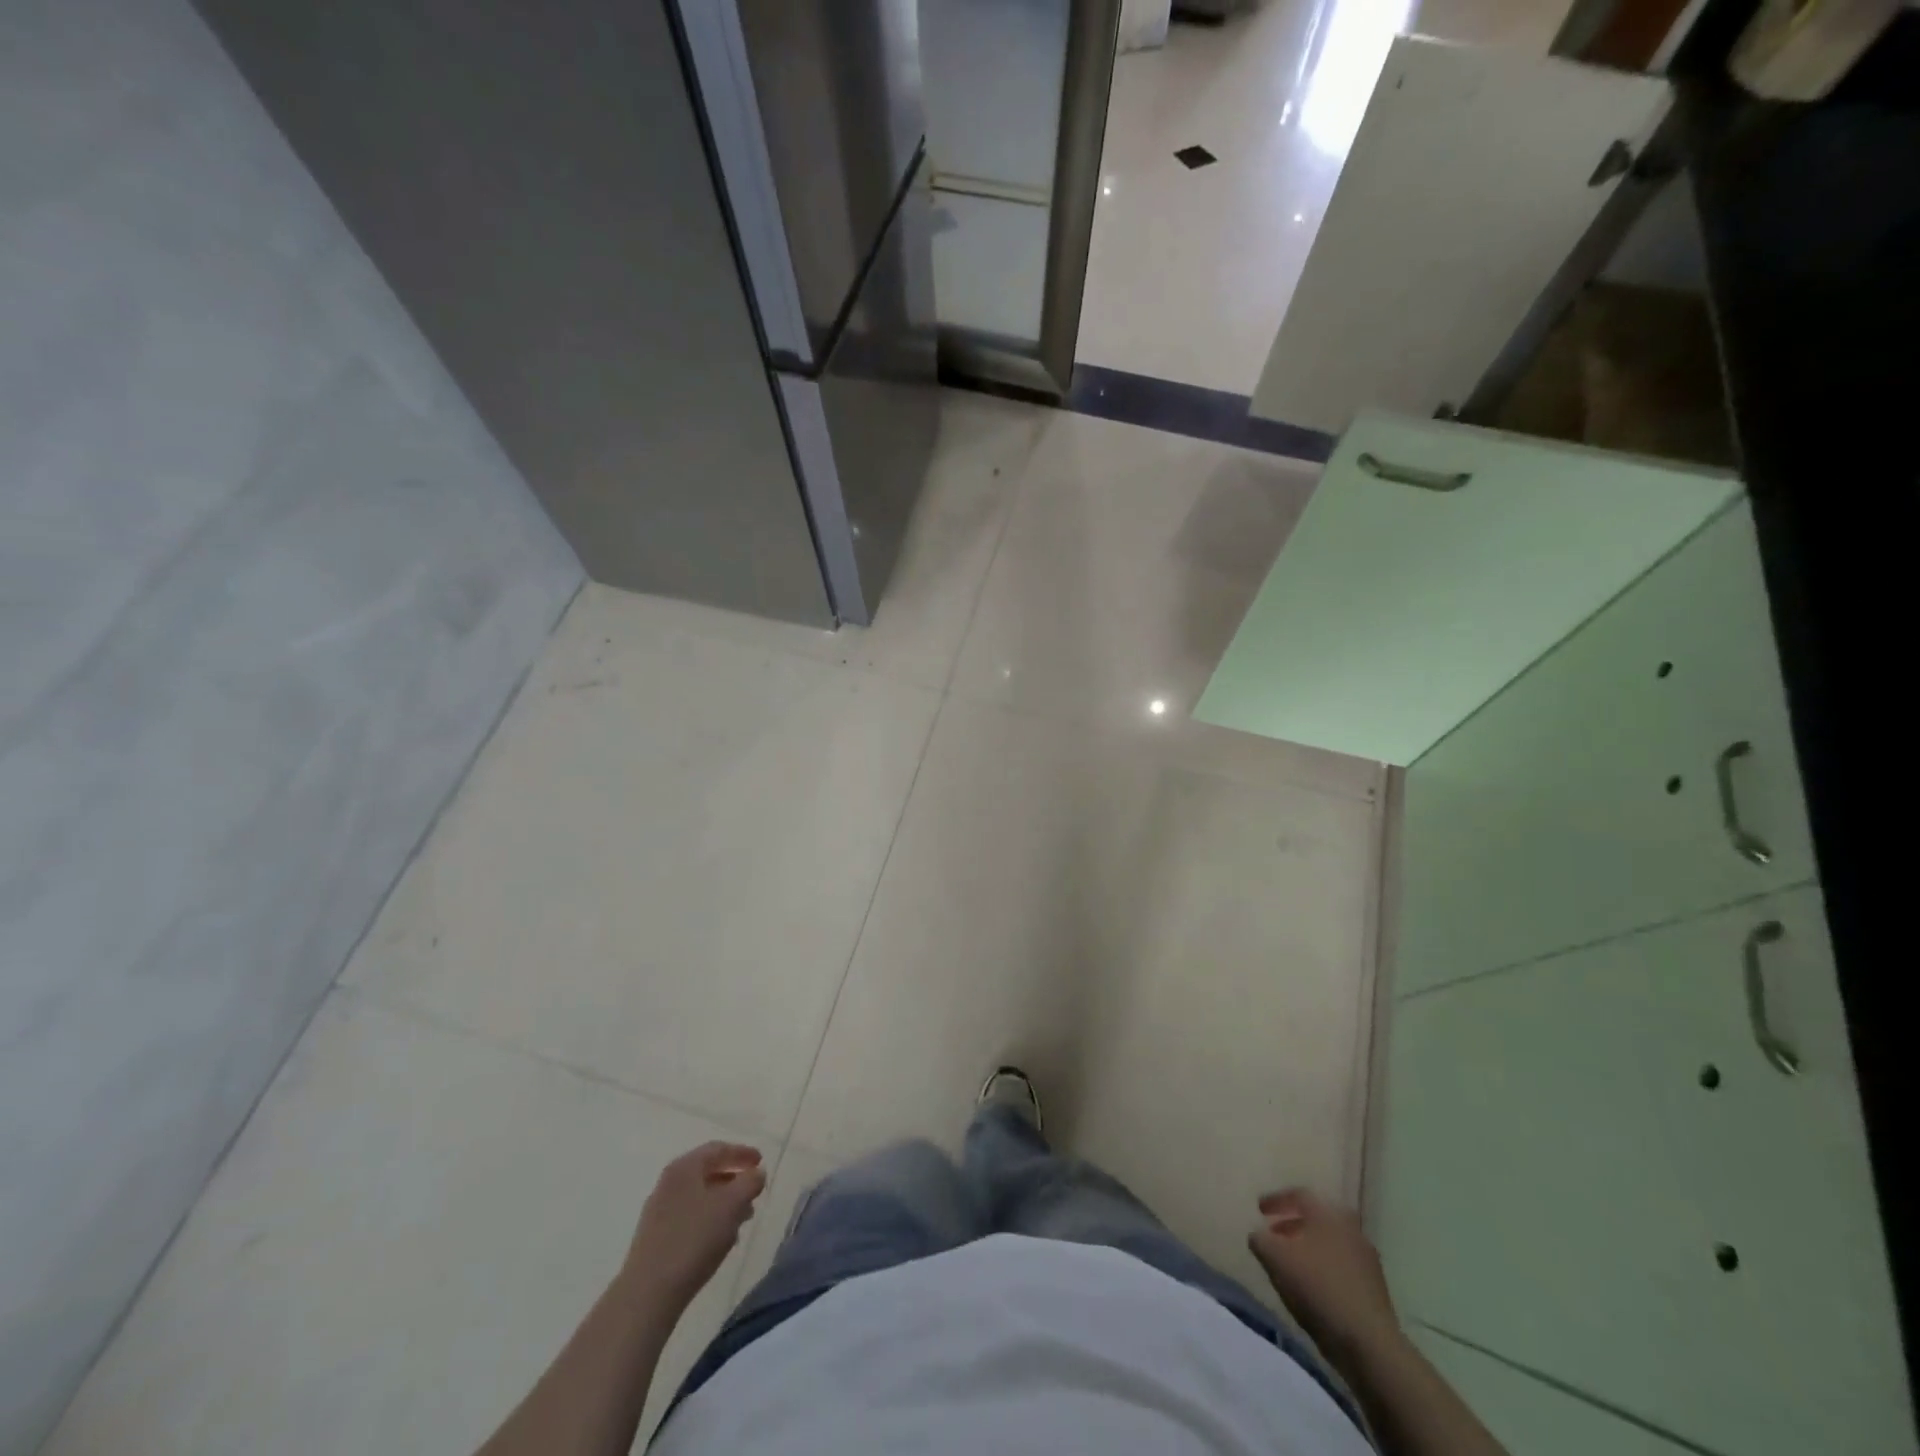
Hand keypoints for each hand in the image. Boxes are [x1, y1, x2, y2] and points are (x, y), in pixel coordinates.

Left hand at [624, 1142, 765, 1308]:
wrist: (648, 1293)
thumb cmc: (694, 1239)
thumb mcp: (732, 1205)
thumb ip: (750, 1182)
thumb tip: (757, 1173)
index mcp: (684, 1167)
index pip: (718, 1149)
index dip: (742, 1153)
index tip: (760, 1162)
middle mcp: (669, 1183)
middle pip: (707, 1172)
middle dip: (734, 1180)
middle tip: (754, 1191)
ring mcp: (658, 1211)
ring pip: (699, 1197)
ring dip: (723, 1203)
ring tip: (742, 1219)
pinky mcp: (655, 1238)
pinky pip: (689, 1218)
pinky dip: (709, 1221)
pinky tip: (720, 1240)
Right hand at [1248, 1188, 1401, 1360]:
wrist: (1369, 1342)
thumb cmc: (1317, 1287)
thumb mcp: (1275, 1258)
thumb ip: (1260, 1240)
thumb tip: (1259, 1235)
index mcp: (1328, 1213)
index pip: (1299, 1194)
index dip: (1276, 1200)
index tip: (1259, 1209)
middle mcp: (1350, 1228)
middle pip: (1318, 1218)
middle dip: (1294, 1223)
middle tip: (1275, 1234)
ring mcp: (1366, 1259)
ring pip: (1331, 1243)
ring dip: (1309, 1248)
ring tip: (1291, 1264)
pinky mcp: (1375, 1288)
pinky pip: (1342, 1266)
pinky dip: (1324, 1268)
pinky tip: (1312, 1286)